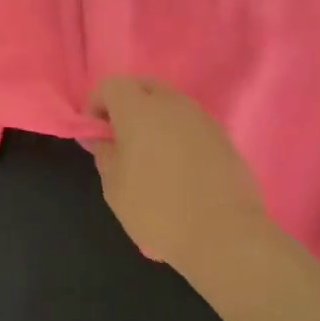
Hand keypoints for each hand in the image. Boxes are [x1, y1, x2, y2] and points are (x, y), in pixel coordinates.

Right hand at [89, 77, 271, 277]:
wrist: (224, 236)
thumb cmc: (158, 210)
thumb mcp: (115, 187)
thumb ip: (104, 153)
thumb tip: (99, 136)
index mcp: (139, 110)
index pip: (110, 85)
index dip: (96, 104)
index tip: (95, 134)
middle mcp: (172, 104)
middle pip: (143, 86)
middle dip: (126, 105)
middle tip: (119, 139)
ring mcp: (202, 118)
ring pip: (169, 103)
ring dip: (153, 118)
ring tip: (149, 155)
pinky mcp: (223, 136)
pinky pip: (189, 122)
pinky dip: (176, 133)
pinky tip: (176, 167)